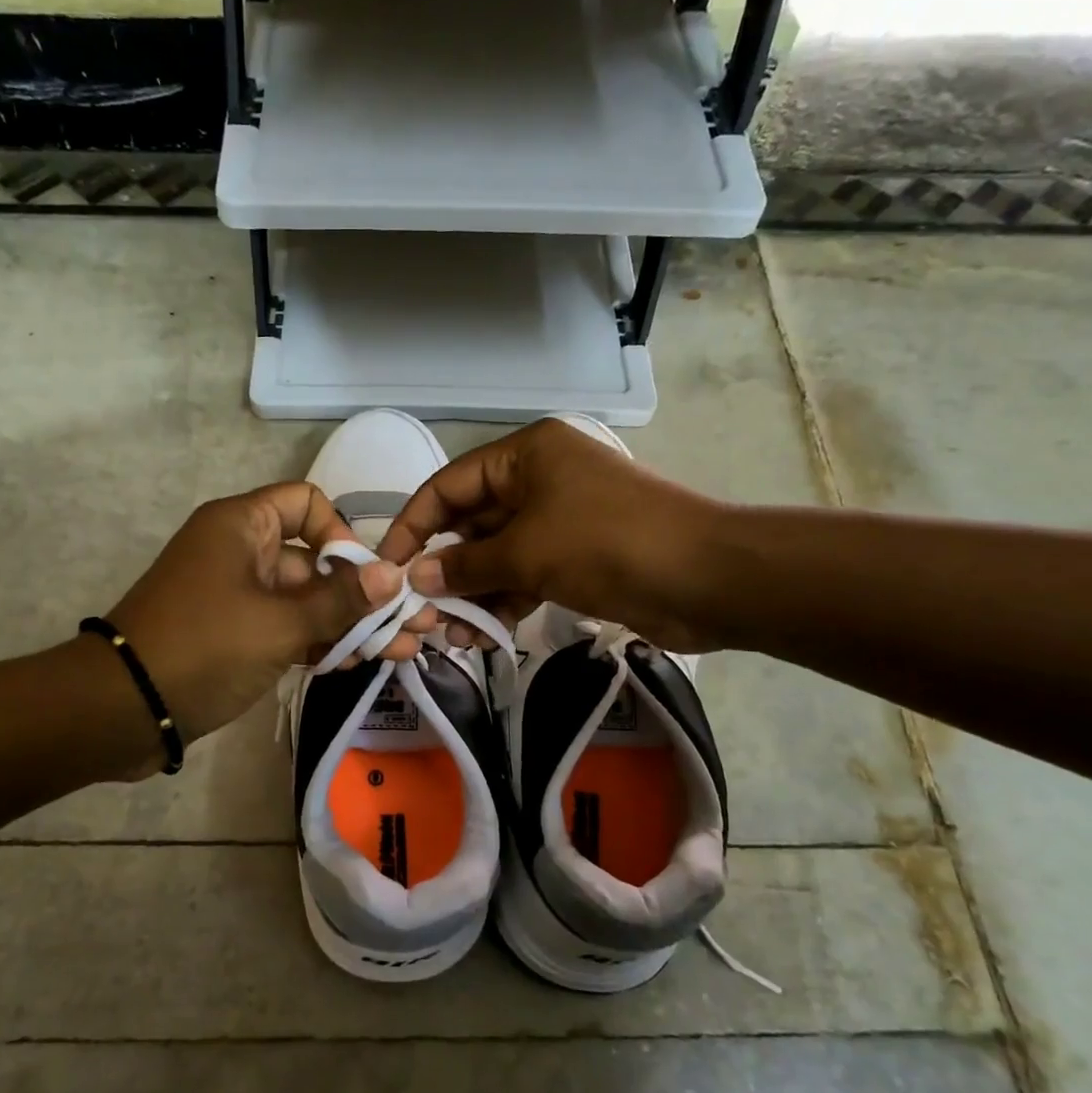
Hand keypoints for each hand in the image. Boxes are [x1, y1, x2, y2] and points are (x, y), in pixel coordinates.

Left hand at [104, 483, 411, 752]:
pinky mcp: (236, 635)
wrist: (123, 708)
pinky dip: (319, 642)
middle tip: (412, 625)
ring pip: (306, 600)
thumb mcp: (279, 623)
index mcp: (243, 526)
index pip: (307, 502)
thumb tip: (394, 576)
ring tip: (403, 651)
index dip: (341, 533)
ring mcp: (239, 596)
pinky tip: (360, 663)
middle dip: (363, 593)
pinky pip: (287, 628)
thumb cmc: (203, 646)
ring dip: (350, 623)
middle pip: (315, 560)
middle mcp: (242, 551)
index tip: (363, 577)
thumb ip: (339, 601)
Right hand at [377, 419, 735, 653]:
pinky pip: (524, 577)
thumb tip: (417, 578)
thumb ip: (466, 565)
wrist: (705, 578)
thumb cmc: (606, 544)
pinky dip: (503, 602)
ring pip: (497, 556)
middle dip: (444, 568)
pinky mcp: (576, 559)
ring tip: (447, 635)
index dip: (413, 525)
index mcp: (525, 456)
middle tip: (417, 612)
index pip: (449, 486)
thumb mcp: (526, 551)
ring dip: (471, 593)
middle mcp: (538, 481)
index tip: (386, 566)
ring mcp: (559, 521)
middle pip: (472, 523)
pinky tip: (480, 636)